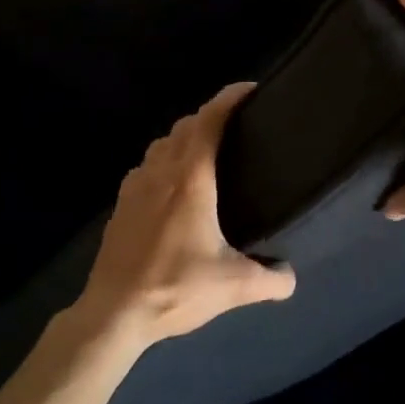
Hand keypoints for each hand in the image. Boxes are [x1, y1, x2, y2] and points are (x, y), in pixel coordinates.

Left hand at [78, 82, 295, 344]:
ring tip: (205, 151)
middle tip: (235, 124)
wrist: (113, 314)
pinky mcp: (121, 205)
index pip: (209, 121)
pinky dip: (163, 160)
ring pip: (161, 143)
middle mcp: (161, 172)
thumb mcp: (233, 286)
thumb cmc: (174, 288)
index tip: (249, 89)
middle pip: (185, 126)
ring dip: (184, 136)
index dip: (229, 98)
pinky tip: (172, 185)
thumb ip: (270, 279)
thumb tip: (291, 277)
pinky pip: (146, 166)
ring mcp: (135, 187)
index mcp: (190, 179)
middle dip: (210, 115)